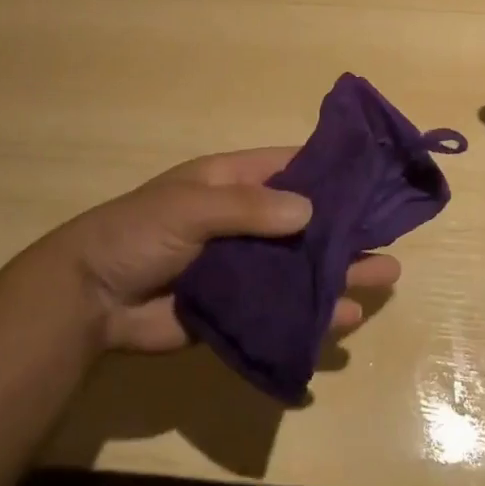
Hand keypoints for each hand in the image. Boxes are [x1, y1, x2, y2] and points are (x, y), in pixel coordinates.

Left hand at [52, 148, 401, 352]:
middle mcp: (248, 220)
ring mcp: (245, 266)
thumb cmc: (139, 232)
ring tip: (384, 277)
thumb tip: (311, 210)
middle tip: (393, 234)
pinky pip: (285, 308)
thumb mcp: (191, 205)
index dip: (332, 169)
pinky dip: (314, 312)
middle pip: (308, 220)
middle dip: (347, 226)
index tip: (374, 176)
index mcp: (234, 182)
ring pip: (303, 266)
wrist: (91, 300)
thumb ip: (249, 208)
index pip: (293, 167)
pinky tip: (345, 319)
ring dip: (340, 270)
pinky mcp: (240, 308)